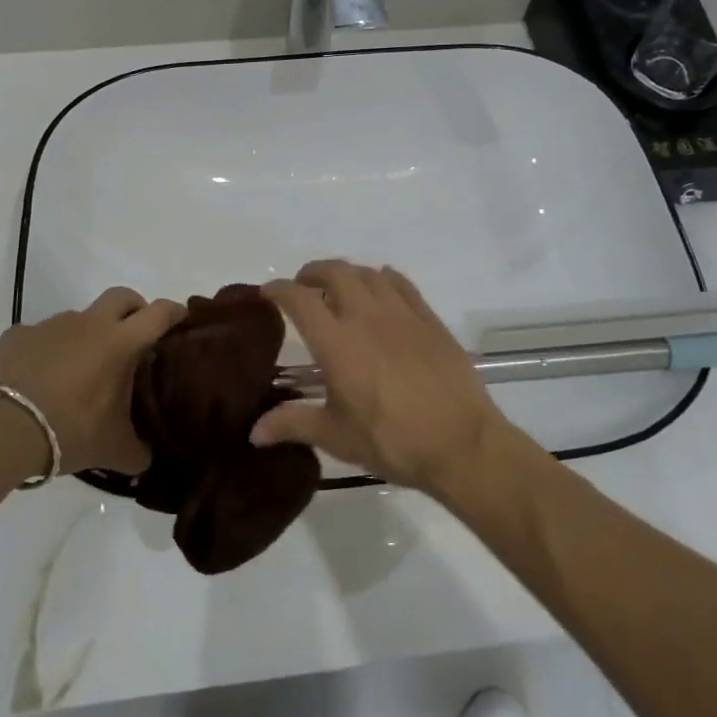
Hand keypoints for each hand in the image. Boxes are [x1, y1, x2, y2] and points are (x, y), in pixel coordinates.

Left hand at [0, 288, 183, 475]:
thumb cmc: (68, 431)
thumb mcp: (113, 449)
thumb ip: (138, 450)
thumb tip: (147, 457)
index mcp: (120, 343)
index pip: (159, 313)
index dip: (175, 312)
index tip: (182, 319)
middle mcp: (89, 324)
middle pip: (122, 296)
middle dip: (134, 309)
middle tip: (135, 336)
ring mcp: (50, 325)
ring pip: (80, 317)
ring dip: (88, 334)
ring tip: (81, 370)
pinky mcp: (17, 335)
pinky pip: (41, 336)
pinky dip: (48, 350)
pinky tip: (41, 378)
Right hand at [253, 261, 507, 491]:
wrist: (461, 443)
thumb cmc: (392, 441)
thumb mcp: (337, 437)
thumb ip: (293, 425)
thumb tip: (254, 432)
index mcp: (337, 342)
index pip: (299, 299)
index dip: (279, 290)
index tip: (267, 293)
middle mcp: (366, 316)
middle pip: (334, 272)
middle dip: (312, 273)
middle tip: (304, 288)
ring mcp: (401, 313)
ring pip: (368, 274)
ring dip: (347, 275)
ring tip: (340, 291)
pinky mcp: (429, 319)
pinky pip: (401, 284)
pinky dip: (383, 279)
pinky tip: (381, 291)